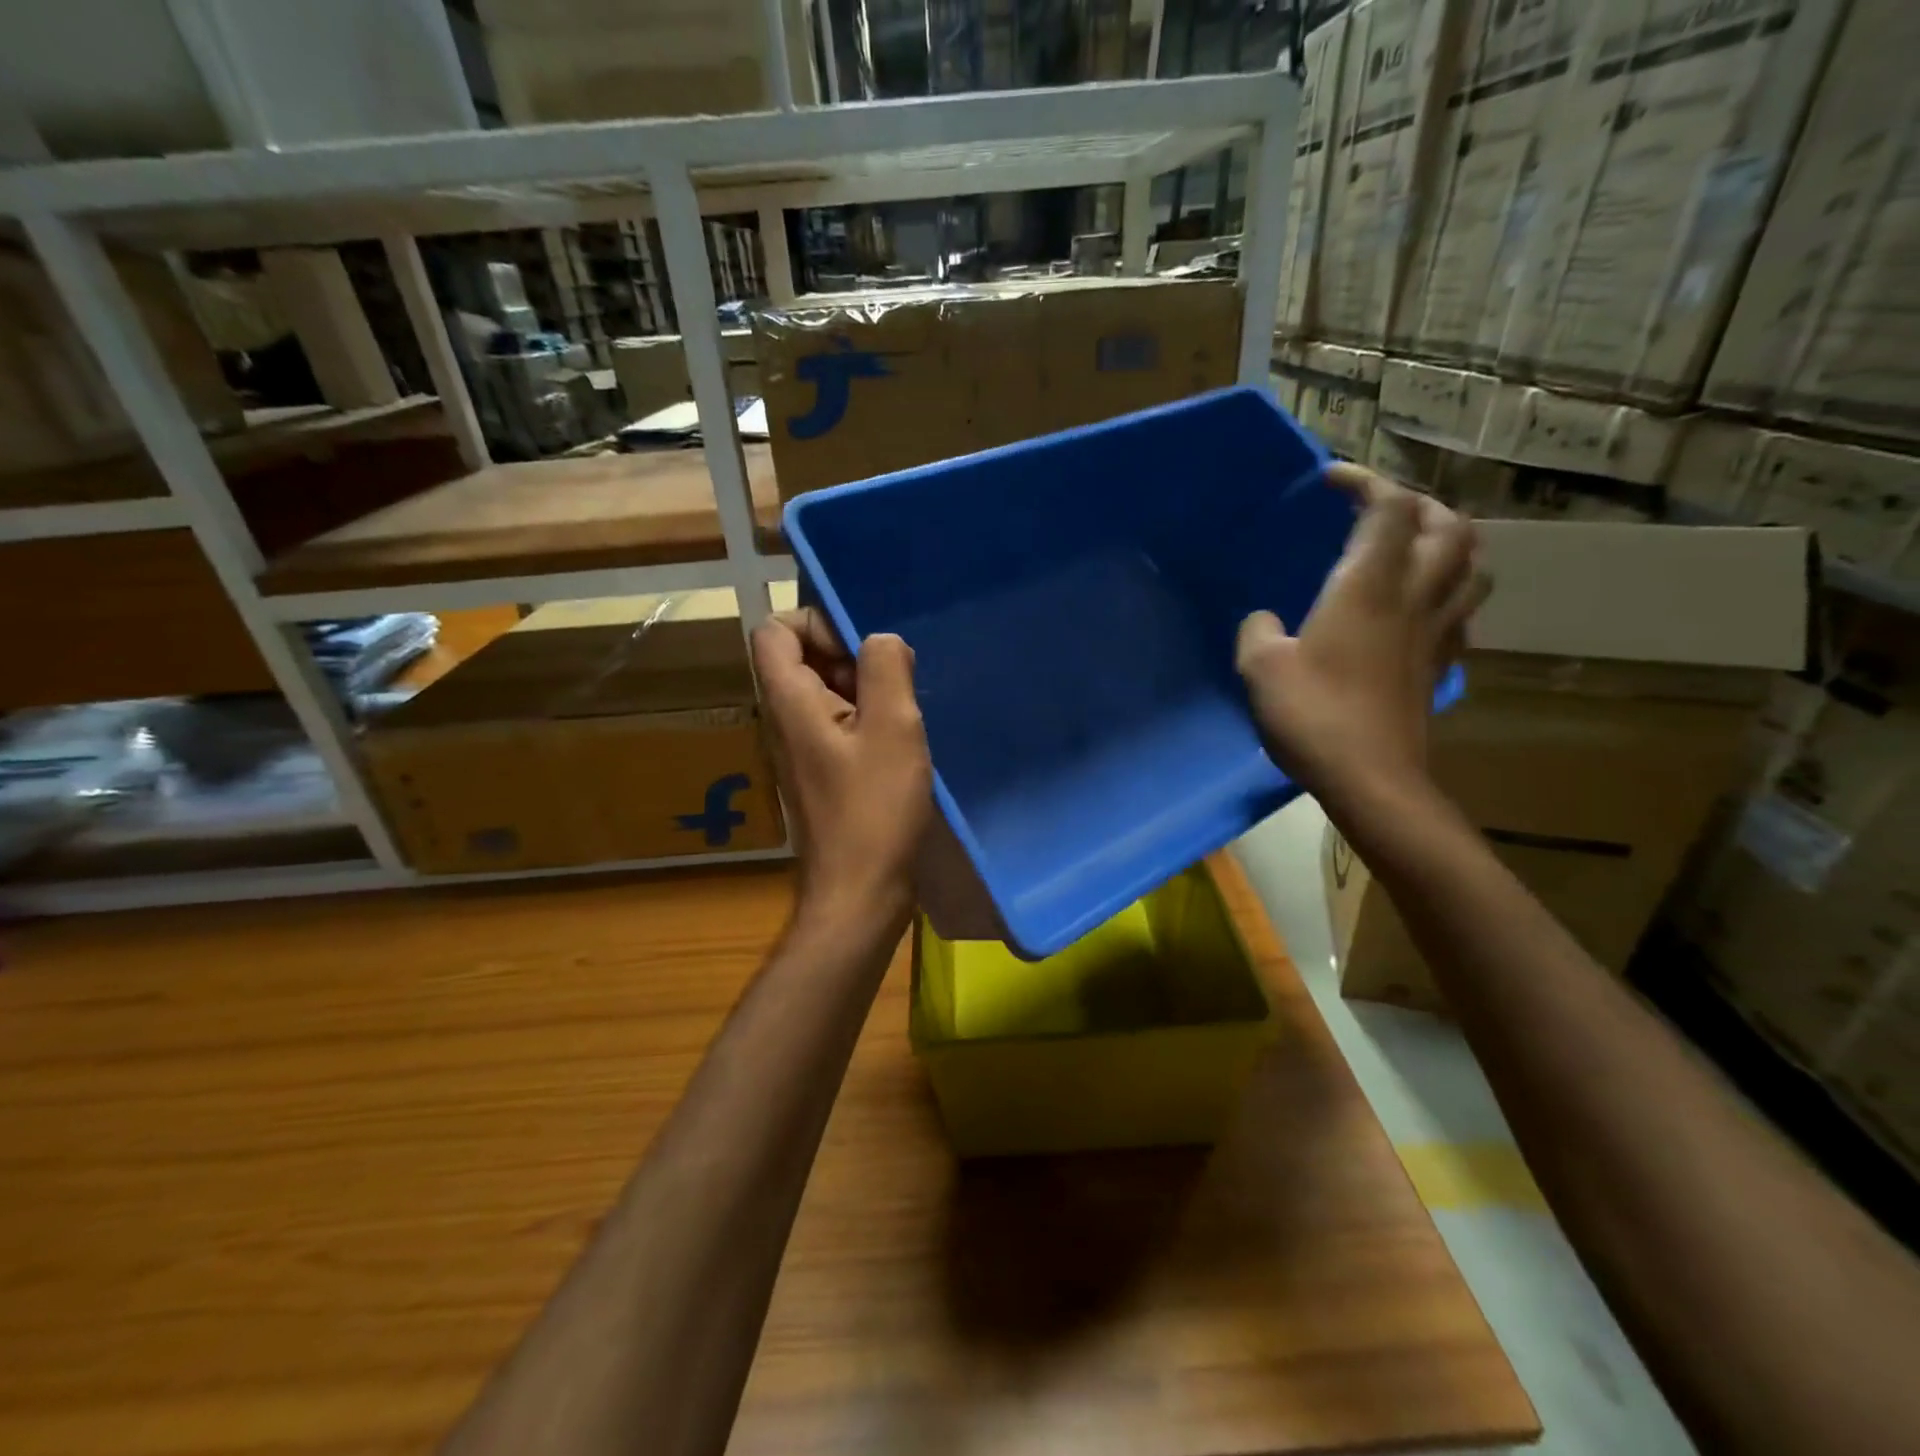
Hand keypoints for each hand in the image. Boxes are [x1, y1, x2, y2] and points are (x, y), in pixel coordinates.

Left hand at [751, 608, 932, 929]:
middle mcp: (784, 721)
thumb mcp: (892, 728)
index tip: (862, 653)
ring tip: (902, 719)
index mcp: (789, 702)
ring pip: (824, 693)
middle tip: (892, 690)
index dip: (817, 624)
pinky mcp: (820, 775)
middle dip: (850, 658)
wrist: (859, 894)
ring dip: (865, 692)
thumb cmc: (875, 810)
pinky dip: (867, 722)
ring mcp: (801, 751)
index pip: (775, 630)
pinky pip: (837, 726)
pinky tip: (899, 748)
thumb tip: (881, 640)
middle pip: (801, 658)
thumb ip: (886, 668)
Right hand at [1236, 463, 1488, 806]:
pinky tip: (1420, 608)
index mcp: (1368, 586)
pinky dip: (1449, 592)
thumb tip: (1265, 621)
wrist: (1370, 778)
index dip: (1366, 481)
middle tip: (1378, 509)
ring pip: (1470, 565)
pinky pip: (1461, 611)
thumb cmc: (1312, 715)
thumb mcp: (1261, 668)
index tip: (1330, 481)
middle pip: (1447, 526)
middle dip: (1416, 503)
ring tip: (1413, 547)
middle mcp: (1413, 597)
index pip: (1390, 508)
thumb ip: (1258, 632)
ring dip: (1447, 542)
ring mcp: (1436, 632)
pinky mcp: (1439, 665)